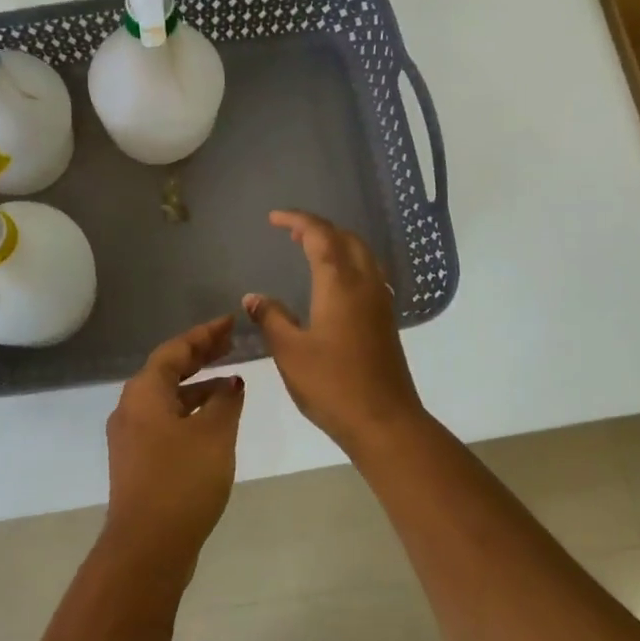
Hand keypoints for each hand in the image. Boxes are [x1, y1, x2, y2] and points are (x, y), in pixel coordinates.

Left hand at [104, 316, 245, 563]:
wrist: (147, 548)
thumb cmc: (181, 480)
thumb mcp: (213, 434)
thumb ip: (225, 401)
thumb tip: (231, 383)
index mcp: (144, 393)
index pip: (175, 350)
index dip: (204, 335)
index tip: (230, 323)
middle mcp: (131, 409)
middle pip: (167, 371)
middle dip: (200, 356)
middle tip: (231, 344)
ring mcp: (131, 437)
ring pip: (167, 398)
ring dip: (197, 387)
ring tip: (231, 382)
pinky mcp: (138, 462)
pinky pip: (166, 421)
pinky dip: (190, 412)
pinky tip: (214, 422)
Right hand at [244, 210, 425, 451]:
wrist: (385, 421)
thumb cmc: (332, 384)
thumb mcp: (290, 352)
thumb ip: (271, 318)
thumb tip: (254, 297)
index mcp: (340, 284)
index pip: (320, 235)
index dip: (297, 220)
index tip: (274, 219)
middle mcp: (365, 284)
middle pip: (346, 238)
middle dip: (318, 228)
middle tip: (291, 233)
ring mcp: (380, 302)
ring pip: (362, 255)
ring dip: (336, 244)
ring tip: (310, 250)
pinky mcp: (385, 320)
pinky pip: (368, 274)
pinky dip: (348, 263)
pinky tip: (334, 283)